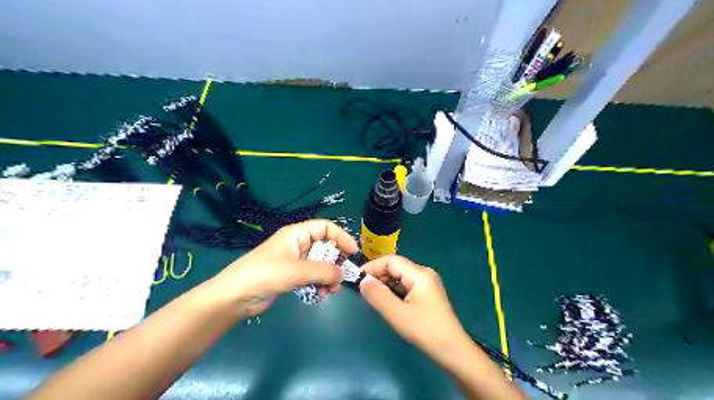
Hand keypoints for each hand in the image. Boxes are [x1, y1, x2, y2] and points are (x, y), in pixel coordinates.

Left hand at [210, 220, 360, 317]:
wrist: (234, 297)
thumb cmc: (265, 274)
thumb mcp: (297, 270)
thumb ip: (323, 271)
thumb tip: (343, 274)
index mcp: (296, 234)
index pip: (325, 228)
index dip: (341, 237)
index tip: (353, 252)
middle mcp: (297, 244)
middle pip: (324, 247)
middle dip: (335, 261)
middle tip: (343, 276)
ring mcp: (293, 261)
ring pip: (319, 264)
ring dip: (328, 276)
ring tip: (333, 290)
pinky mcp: (290, 276)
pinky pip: (311, 276)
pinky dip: (319, 284)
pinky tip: (321, 295)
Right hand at [361, 256, 472, 364]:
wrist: (453, 351)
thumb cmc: (424, 330)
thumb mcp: (397, 313)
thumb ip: (377, 295)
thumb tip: (362, 280)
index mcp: (419, 274)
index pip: (391, 260)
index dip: (373, 267)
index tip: (357, 279)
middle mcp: (424, 273)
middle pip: (396, 267)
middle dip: (378, 276)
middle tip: (363, 290)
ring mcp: (427, 284)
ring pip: (400, 277)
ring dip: (385, 284)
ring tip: (372, 297)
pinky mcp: (427, 294)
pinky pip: (406, 286)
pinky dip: (394, 291)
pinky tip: (387, 302)